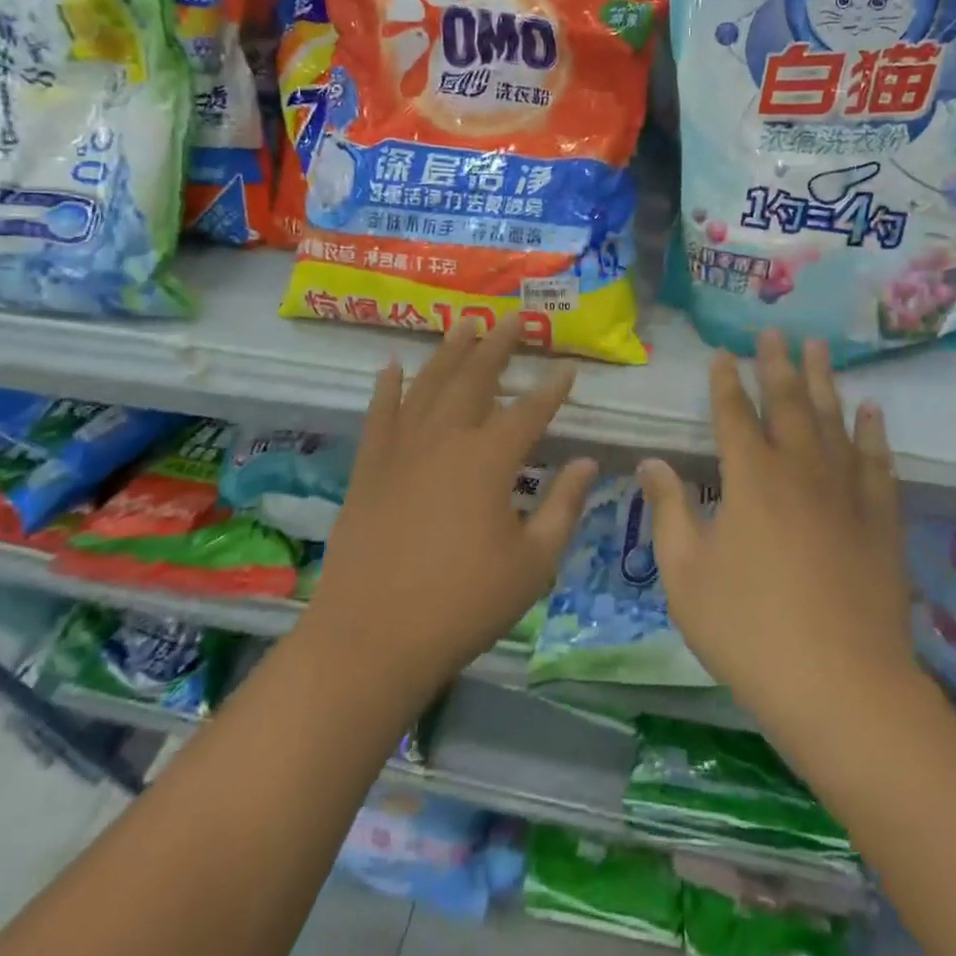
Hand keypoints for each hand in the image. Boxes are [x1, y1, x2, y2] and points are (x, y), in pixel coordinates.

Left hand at [306, 315, 597, 702]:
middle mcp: (445, 439)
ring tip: (464, 324)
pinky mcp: (370, 468)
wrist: (372, 637)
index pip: (530, 411)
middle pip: (475, 379)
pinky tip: (394, 365)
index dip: (552, 388)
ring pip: (428, 385)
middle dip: (498, 346)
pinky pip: (380, 414)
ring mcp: (401, 450)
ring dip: (449, 352)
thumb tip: (586, 463)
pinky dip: (388, 387)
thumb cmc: (464, 604)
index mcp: (489, 460)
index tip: (567, 367)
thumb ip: (563, 507)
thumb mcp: (532, 563)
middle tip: (513, 318)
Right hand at [638, 330, 911, 729]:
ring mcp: (846, 492)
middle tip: (774, 333)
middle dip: (776, 366)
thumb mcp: (687, 575)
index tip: (723, 355)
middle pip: (788, 404)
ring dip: (823, 382)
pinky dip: (873, 432)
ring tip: (819, 349)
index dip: (725, 383)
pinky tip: (871, 411)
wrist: (840, 686)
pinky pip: (878, 462)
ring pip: (834, 421)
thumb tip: (652, 462)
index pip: (733, 415)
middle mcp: (800, 470)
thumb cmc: (748, 630)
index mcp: (750, 479)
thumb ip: (670, 511)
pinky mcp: (880, 520)